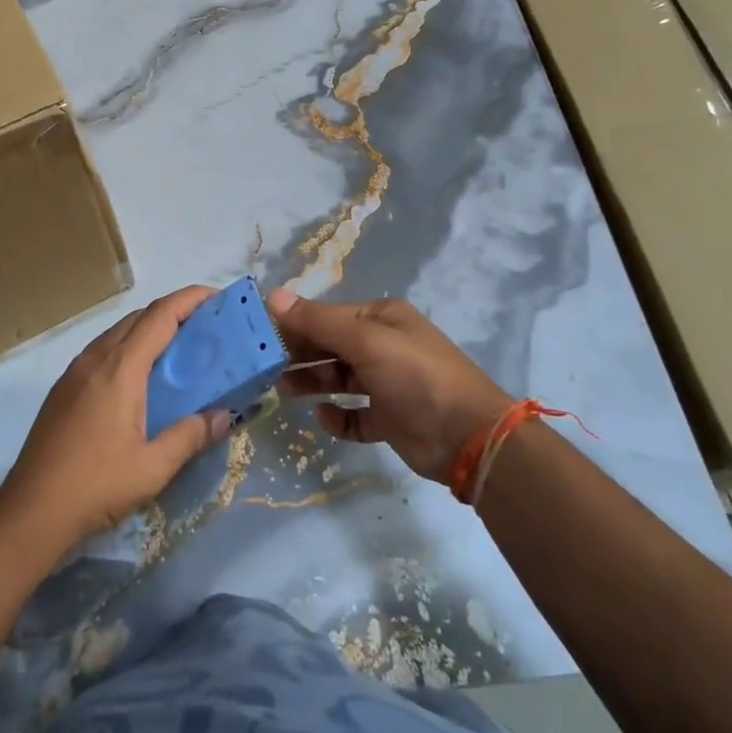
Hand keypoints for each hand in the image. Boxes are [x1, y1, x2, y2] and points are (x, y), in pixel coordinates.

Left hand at [2, 286, 232, 551]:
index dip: (190, 299)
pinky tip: (141, 375)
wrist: (30, 510)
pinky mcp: (64, 387)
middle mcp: (96, 358)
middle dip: (174, 311)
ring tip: (179, 347)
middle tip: (206, 325)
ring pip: (118, 332)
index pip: (160, 316)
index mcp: (120, 368)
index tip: (217, 297)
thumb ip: (190, 436)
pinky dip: (129, 346)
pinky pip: (103, 349)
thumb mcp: (153, 467)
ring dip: (149, 328)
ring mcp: (75, 371)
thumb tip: (224, 415)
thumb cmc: (95, 485)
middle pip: (139, 317)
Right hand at [267, 290, 511, 484]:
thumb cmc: (416, 377)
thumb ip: (318, 321)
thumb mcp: (366, 342)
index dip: (296, 323)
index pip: (328, 315)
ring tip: (282, 390)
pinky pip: (356, 415)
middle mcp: (384, 346)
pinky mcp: (391, 419)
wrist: (470, 437)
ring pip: (340, 378)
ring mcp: (389, 384)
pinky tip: (323, 418)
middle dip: (300, 353)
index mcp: (382, 319)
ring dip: (313, 382)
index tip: (261, 335)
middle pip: (331, 345)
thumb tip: (274, 295)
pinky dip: (338, 416)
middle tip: (264, 366)